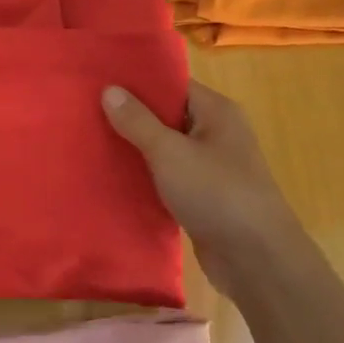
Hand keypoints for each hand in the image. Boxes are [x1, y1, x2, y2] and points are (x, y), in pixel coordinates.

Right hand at [103, 81, 307, 298]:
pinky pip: (169, 177)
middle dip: (131, 117)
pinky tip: (114, 178)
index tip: (99, 82)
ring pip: (166, 149)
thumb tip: (109, 89)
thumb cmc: (216, 193)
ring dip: (136, 150)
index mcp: (216, 111)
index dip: (137, 84)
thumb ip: (138, 121)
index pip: (172, 85)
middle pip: (167, 116)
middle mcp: (217, 133)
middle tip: (86, 113)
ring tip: (92, 143)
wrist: (256, 260)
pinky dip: (147, 177)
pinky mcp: (204, 197)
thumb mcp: (170, 152)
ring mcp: (212, 168)